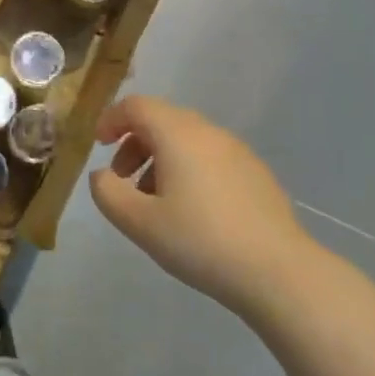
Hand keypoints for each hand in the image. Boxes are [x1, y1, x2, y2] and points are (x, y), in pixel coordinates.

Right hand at [89, 96, 313, 317]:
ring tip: (154, 202)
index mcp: (178, 134)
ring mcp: (236, 150)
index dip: (111, 120)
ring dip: (160, 159)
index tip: (98, 147)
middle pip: (162, 119)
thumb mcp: (140, 223)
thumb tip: (101, 175)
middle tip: (122, 180)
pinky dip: (188, 169)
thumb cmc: (200, 241)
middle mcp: (208, 131)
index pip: (137, 106)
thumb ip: (108, 193)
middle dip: (134, 143)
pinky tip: (191, 211)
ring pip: (187, 139)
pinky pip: (210, 156)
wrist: (276, 269)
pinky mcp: (255, 172)